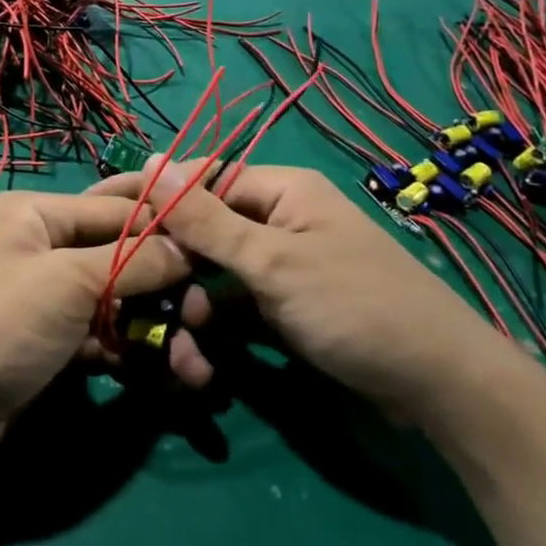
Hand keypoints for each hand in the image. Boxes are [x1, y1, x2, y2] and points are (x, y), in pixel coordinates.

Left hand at [0, 191, 202, 478]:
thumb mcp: (67, 283)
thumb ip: (134, 261)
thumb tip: (190, 248)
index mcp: (36, 215)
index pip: (119, 209)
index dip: (170, 227)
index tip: (219, 248)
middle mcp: (41, 249)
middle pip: (122, 257)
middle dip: (167, 288)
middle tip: (205, 320)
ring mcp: (44, 301)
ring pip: (117, 303)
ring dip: (157, 331)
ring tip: (194, 369)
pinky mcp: (48, 347)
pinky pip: (101, 339)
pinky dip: (132, 354)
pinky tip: (165, 380)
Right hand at [98, 160, 509, 423]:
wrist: (439, 386)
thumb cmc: (354, 305)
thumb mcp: (272, 261)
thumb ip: (205, 218)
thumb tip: (150, 160)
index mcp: (281, 190)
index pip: (201, 181)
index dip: (155, 202)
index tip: (106, 226)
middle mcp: (279, 221)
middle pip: (205, 234)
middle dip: (174, 272)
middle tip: (138, 306)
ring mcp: (283, 268)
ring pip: (216, 278)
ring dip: (194, 312)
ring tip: (187, 356)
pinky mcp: (287, 309)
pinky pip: (237, 309)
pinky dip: (219, 332)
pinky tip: (204, 364)